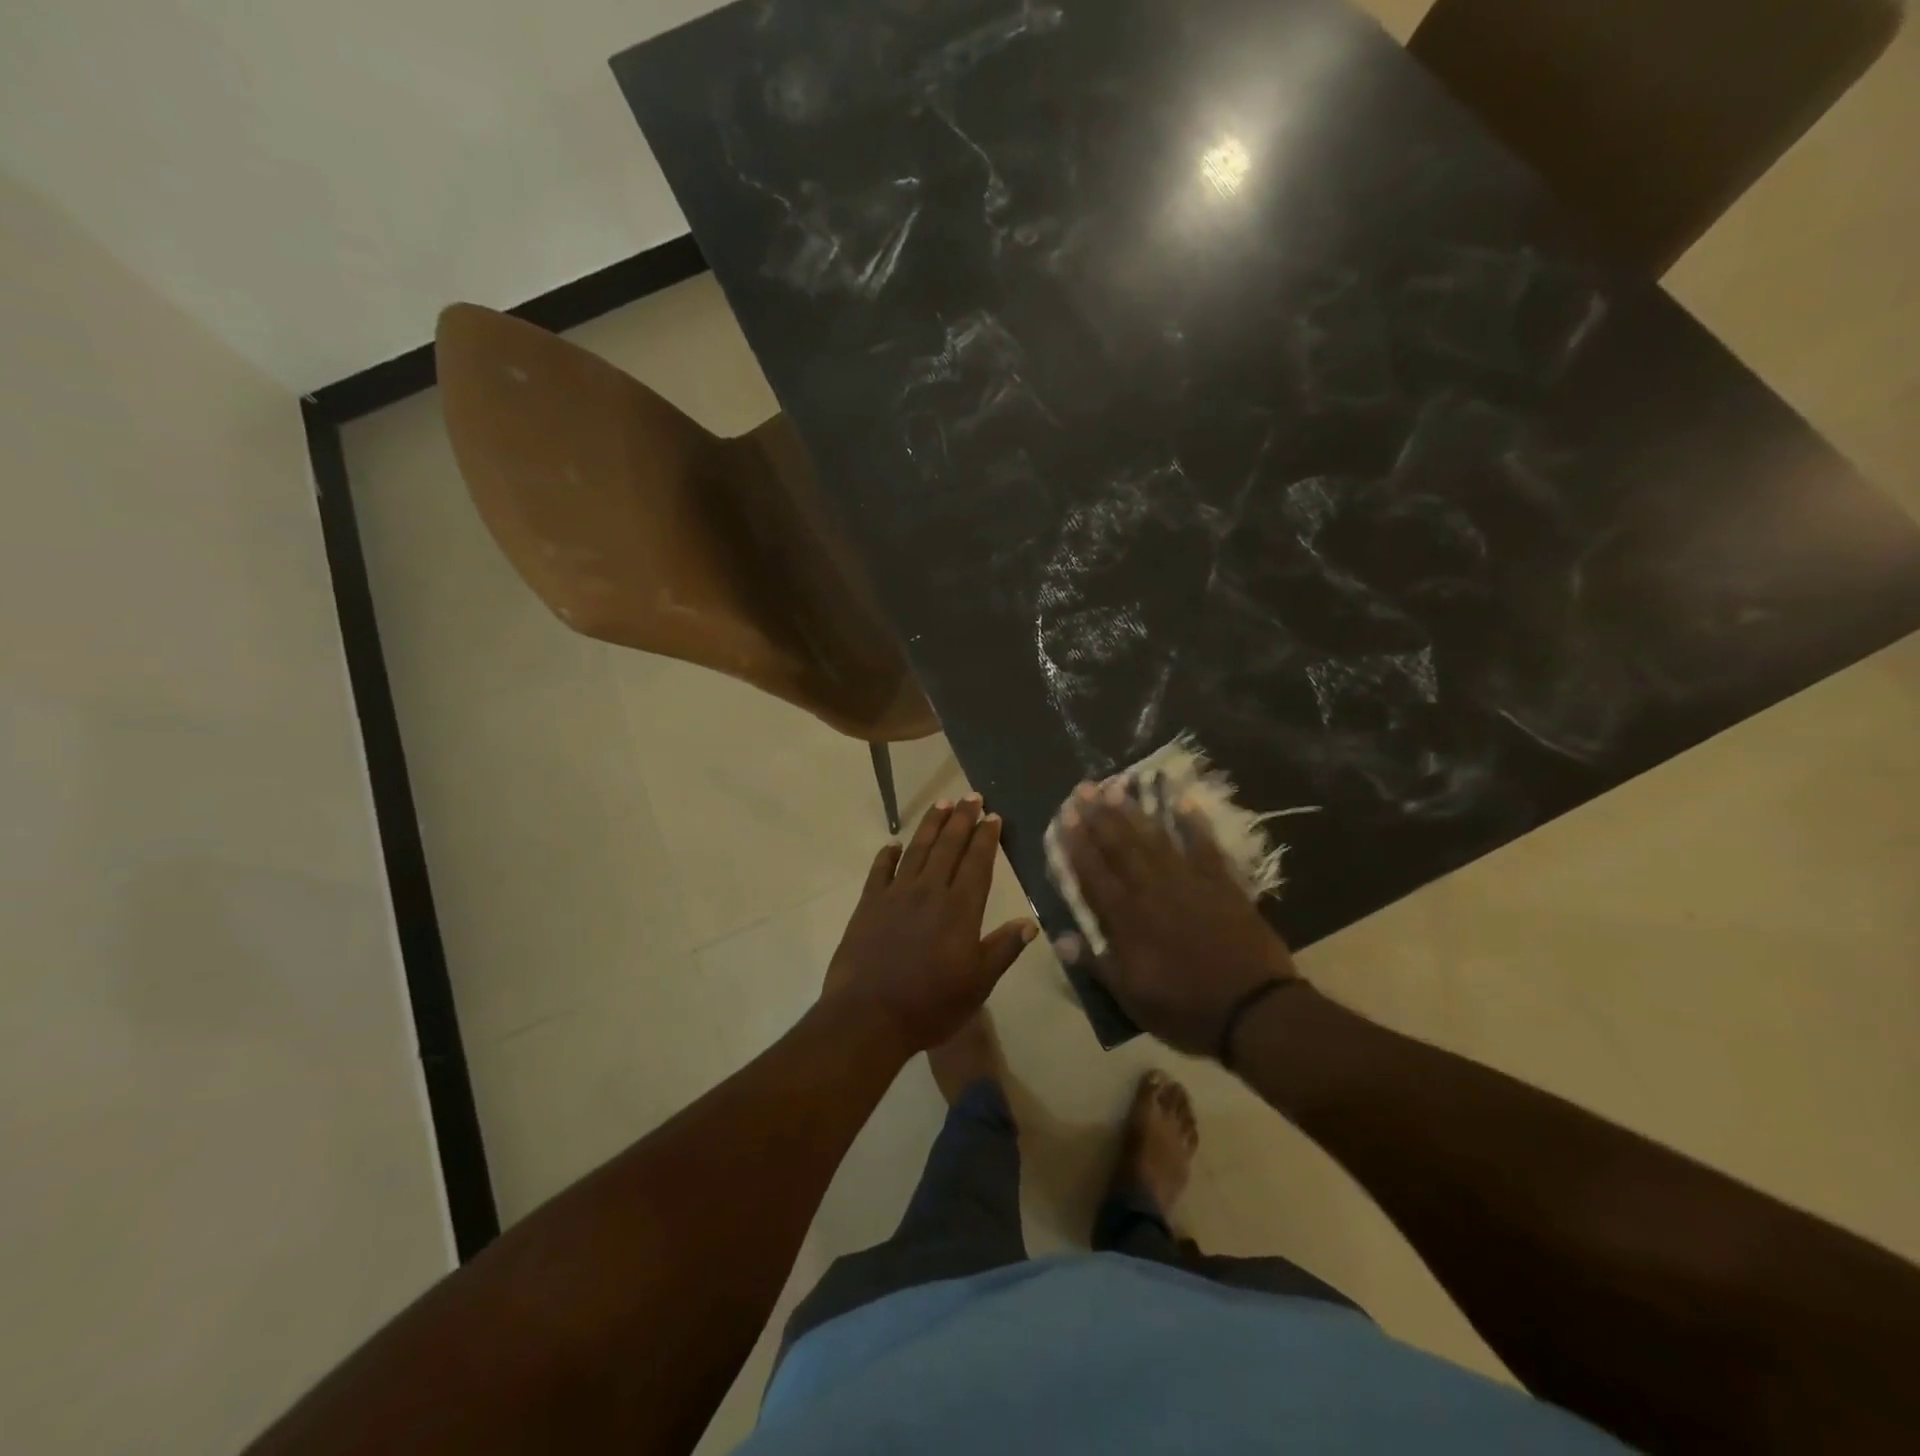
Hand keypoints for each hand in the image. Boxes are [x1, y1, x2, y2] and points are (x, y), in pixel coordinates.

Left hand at [822, 795, 1037, 1054]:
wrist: (869, 1016)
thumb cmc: (930, 1004)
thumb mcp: (978, 984)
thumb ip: (1003, 949)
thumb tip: (1031, 922)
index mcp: (960, 908)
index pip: (978, 862)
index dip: (986, 837)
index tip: (993, 816)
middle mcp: (930, 891)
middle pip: (949, 847)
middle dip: (962, 819)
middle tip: (971, 797)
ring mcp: (896, 895)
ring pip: (917, 850)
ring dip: (931, 826)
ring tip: (942, 805)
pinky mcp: (868, 904)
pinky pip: (879, 870)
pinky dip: (887, 855)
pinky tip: (893, 845)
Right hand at [1055, 781, 1300, 1055]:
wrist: (1254, 1010)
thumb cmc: (1186, 1009)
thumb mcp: (1131, 998)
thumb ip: (1096, 964)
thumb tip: (1060, 937)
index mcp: (1126, 920)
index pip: (1093, 874)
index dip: (1077, 845)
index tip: (1064, 817)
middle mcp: (1152, 891)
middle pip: (1120, 848)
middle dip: (1098, 817)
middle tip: (1083, 788)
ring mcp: (1189, 882)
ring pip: (1154, 840)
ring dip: (1133, 812)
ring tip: (1116, 786)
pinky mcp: (1222, 883)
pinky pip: (1204, 846)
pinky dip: (1192, 823)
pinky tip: (1180, 801)